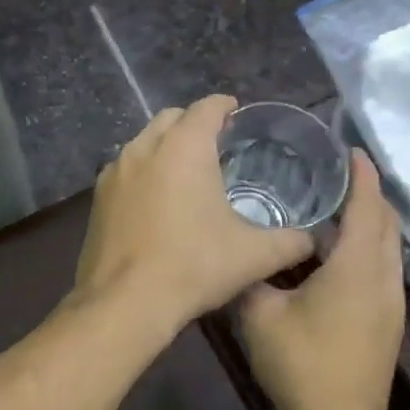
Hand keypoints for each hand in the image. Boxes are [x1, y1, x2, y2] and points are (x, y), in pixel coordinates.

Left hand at [73, 96, 313, 333]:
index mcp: (184, 148)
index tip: (235, 113)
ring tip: (185, 170)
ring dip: (165, 146)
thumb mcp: (254, 256)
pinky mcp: (97, 198)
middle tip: (215, 143)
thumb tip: (312, 240)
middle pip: (170, 119)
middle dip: (192, 123)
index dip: (224, 107)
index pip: (206, 108)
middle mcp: (144, 148)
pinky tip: (156, 200)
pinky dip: (143, 172)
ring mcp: (114, 172)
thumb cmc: (193, 267)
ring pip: (143, 143)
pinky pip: (125, 170)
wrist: (125, 302)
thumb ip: (290, 242)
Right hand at [240, 152, 404, 409]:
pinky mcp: (387, 325)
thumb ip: (249, 279)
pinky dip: (367, 250)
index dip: (362, 175)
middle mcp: (383, 279)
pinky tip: (337, 256)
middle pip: (386, 224)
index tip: (350, 150)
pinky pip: (383, 270)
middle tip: (337, 175)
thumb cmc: (301, 365)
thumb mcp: (260, 315)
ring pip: (388, 249)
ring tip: (335, 209)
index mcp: (356, 267)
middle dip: (369, 195)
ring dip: (370, 224)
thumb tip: (237, 259)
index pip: (367, 207)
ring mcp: (391, 305)